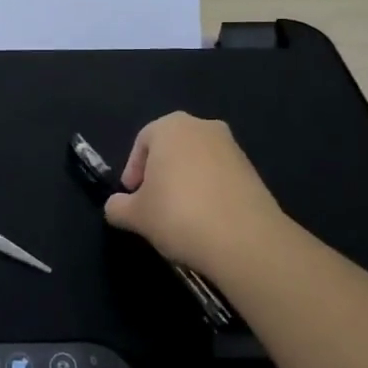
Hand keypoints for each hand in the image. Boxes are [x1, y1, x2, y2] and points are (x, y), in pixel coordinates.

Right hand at [102, 113, 285, 272]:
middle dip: (160, 172)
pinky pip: (220, 176)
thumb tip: (115, 206)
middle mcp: (202, 127)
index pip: (142, 142)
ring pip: (197, 161)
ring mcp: (232, 147)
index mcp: (170, 127)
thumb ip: (118, 207)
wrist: (245, 239)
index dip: (133, 169)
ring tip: (180, 215)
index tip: (132, 196)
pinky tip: (205, 220)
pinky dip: (209, 191)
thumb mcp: (136, 216)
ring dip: (185, 182)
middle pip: (171, 147)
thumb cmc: (178, 215)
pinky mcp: (252, 171)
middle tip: (152, 203)